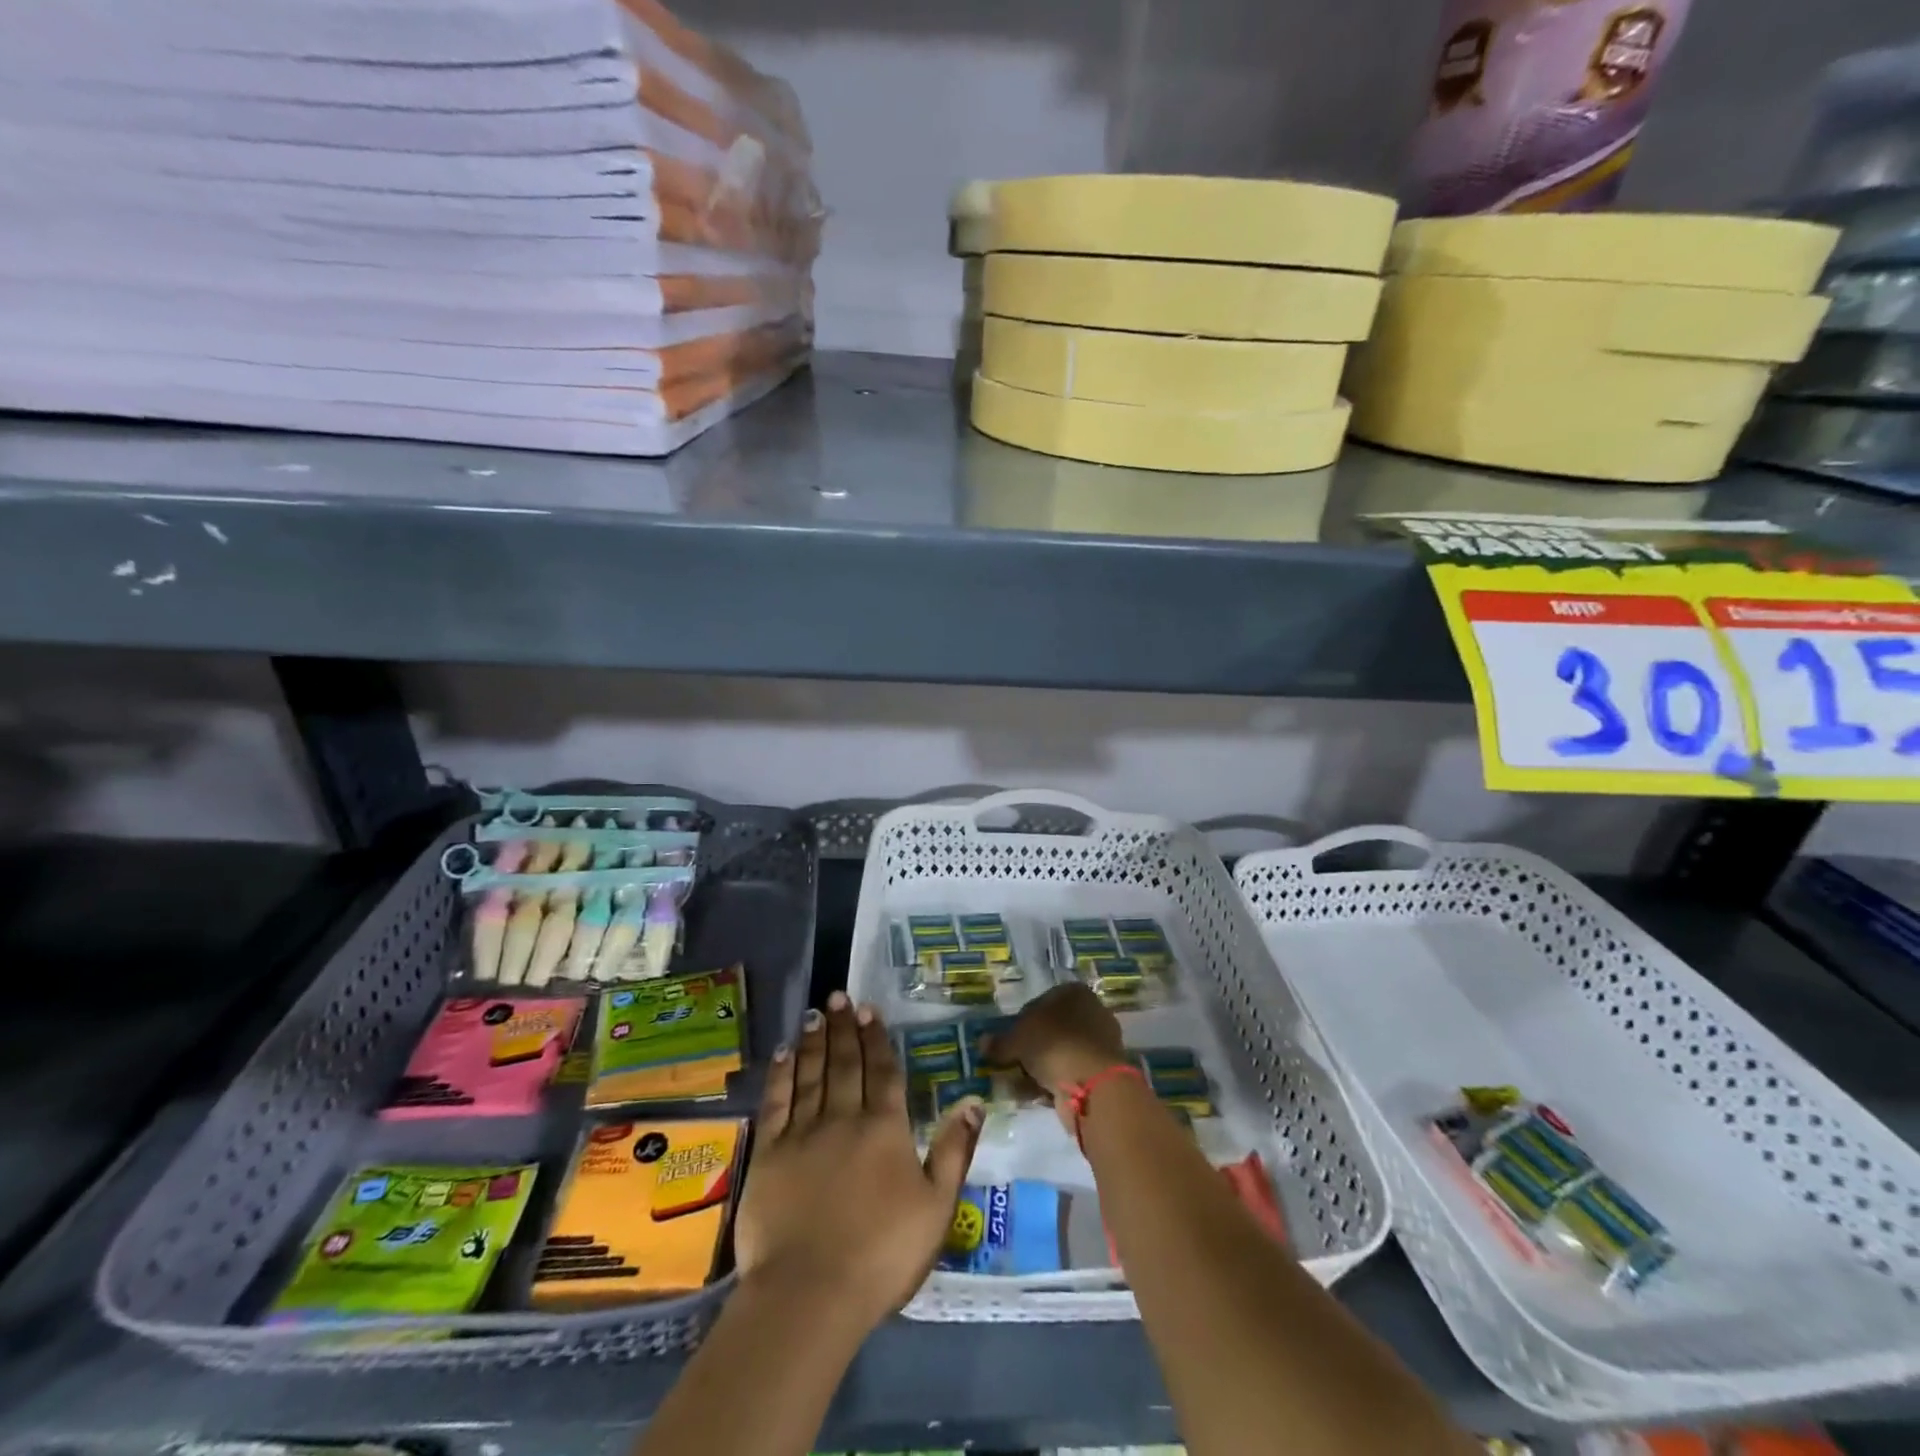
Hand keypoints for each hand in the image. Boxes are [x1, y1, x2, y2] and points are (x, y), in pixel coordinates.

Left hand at [733, 991, 981, 1332]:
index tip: (870, 1010)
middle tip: (839, 996)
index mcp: (885, 1129)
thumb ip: (954, 1150)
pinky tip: (785, 1053)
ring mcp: (803, 1133)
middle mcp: (844, 1118)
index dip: (877, 1039)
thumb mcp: (937, 1208)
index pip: (883, 1072)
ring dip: (815, 1041)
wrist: (809, 1294)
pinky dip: (781, 1074)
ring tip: (816, 1013)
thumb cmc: (882, 1255)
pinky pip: (776, 1102)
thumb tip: (972, 1100)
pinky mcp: (770, 1152)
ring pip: (811, 1074)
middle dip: (844, 1028)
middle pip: (845, 1064)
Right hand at [986, 983, 1128, 1131]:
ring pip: (1060, 1053)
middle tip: (1011, 1063)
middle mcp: (1091, 1012)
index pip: (1041, 1002)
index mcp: (1074, 992)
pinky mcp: (1102, 1072)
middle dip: (1031, 1047)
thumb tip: (982, 1043)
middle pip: (1052, 1029)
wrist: (1093, 1084)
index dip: (1020, 1021)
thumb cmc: (1054, 1044)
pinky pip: (1070, 1073)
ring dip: (1040, 1067)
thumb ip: (1000, 1042)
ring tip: (1018, 1083)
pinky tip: (1035, 1095)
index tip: (1008, 1041)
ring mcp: (1099, 1043)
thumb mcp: (1018, 1039)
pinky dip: (1053, 1082)